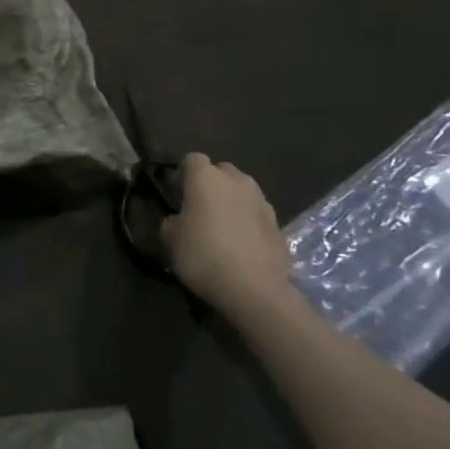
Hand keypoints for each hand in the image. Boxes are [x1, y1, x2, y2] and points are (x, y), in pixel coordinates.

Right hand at [161, 153, 293, 310]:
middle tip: (199, 209)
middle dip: (209, 184)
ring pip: (241, 191)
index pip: (191, 159)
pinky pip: (255, 213)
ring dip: (230, 202)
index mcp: (206, 177)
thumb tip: (179, 219)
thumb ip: (172, 220)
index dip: (181, 174)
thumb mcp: (170, 238)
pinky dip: (247, 221)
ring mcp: (261, 200)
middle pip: (220, 171)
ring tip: (221, 227)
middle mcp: (237, 180)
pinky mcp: (278, 223)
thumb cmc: (203, 256)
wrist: (254, 289)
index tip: (175, 194)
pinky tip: (240, 244)